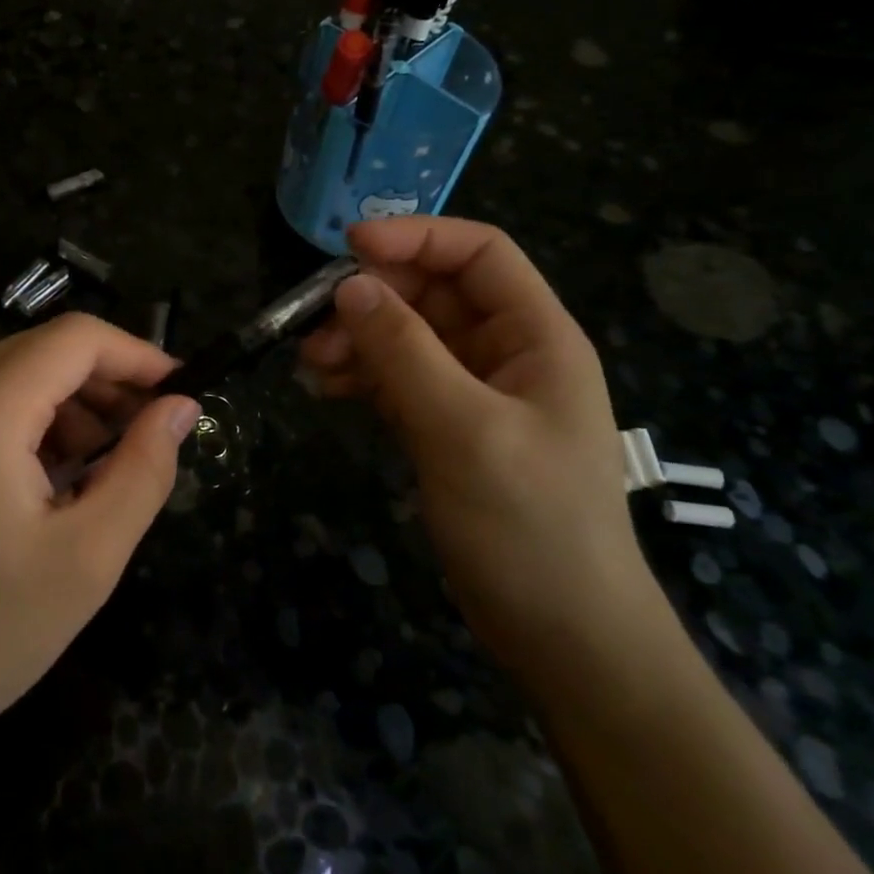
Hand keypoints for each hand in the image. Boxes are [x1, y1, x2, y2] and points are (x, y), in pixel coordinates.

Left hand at [0, 313, 201, 764]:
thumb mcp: (88, 557)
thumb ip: (144, 469)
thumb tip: (181, 408)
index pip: (74, 338)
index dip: (136, 354)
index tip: (180, 392)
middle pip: (42, 350)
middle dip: (106, 381)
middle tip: (151, 432)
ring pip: (15, 376)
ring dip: (71, 405)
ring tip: (105, 467)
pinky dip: (33, 424)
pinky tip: (55, 481)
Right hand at [299, 218, 666, 680]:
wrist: (562, 635)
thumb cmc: (530, 525)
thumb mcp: (464, 430)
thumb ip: (404, 352)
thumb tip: (349, 286)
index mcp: (536, 336)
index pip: (478, 254)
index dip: (416, 237)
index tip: (347, 248)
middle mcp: (506, 352)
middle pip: (432, 294)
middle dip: (372, 300)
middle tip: (313, 326)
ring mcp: (474, 391)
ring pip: (407, 337)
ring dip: (358, 341)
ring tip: (312, 367)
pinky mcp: (447, 427)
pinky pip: (397, 380)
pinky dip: (361, 377)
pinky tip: (325, 390)